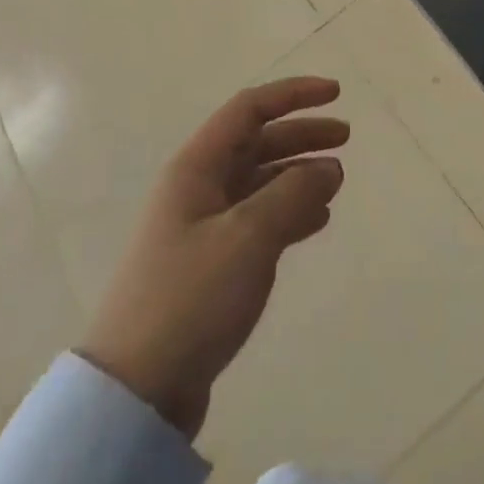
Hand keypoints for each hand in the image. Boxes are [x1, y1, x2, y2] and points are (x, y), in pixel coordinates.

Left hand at [80, 78, 348, 438]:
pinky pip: (258, 220)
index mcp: (196, 167)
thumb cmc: (190, 297)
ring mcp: (202, 227)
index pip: (249, 109)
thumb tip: (328, 167)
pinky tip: (316, 220)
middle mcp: (197, 188)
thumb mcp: (248, 237)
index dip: (293, 94)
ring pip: (259, 182)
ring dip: (297, 174)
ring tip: (337, 181)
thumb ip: (293, 194)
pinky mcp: (210, 264)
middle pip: (256, 143)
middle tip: (346, 139)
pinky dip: (289, 213)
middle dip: (301, 134)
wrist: (136, 389)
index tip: (336, 94)